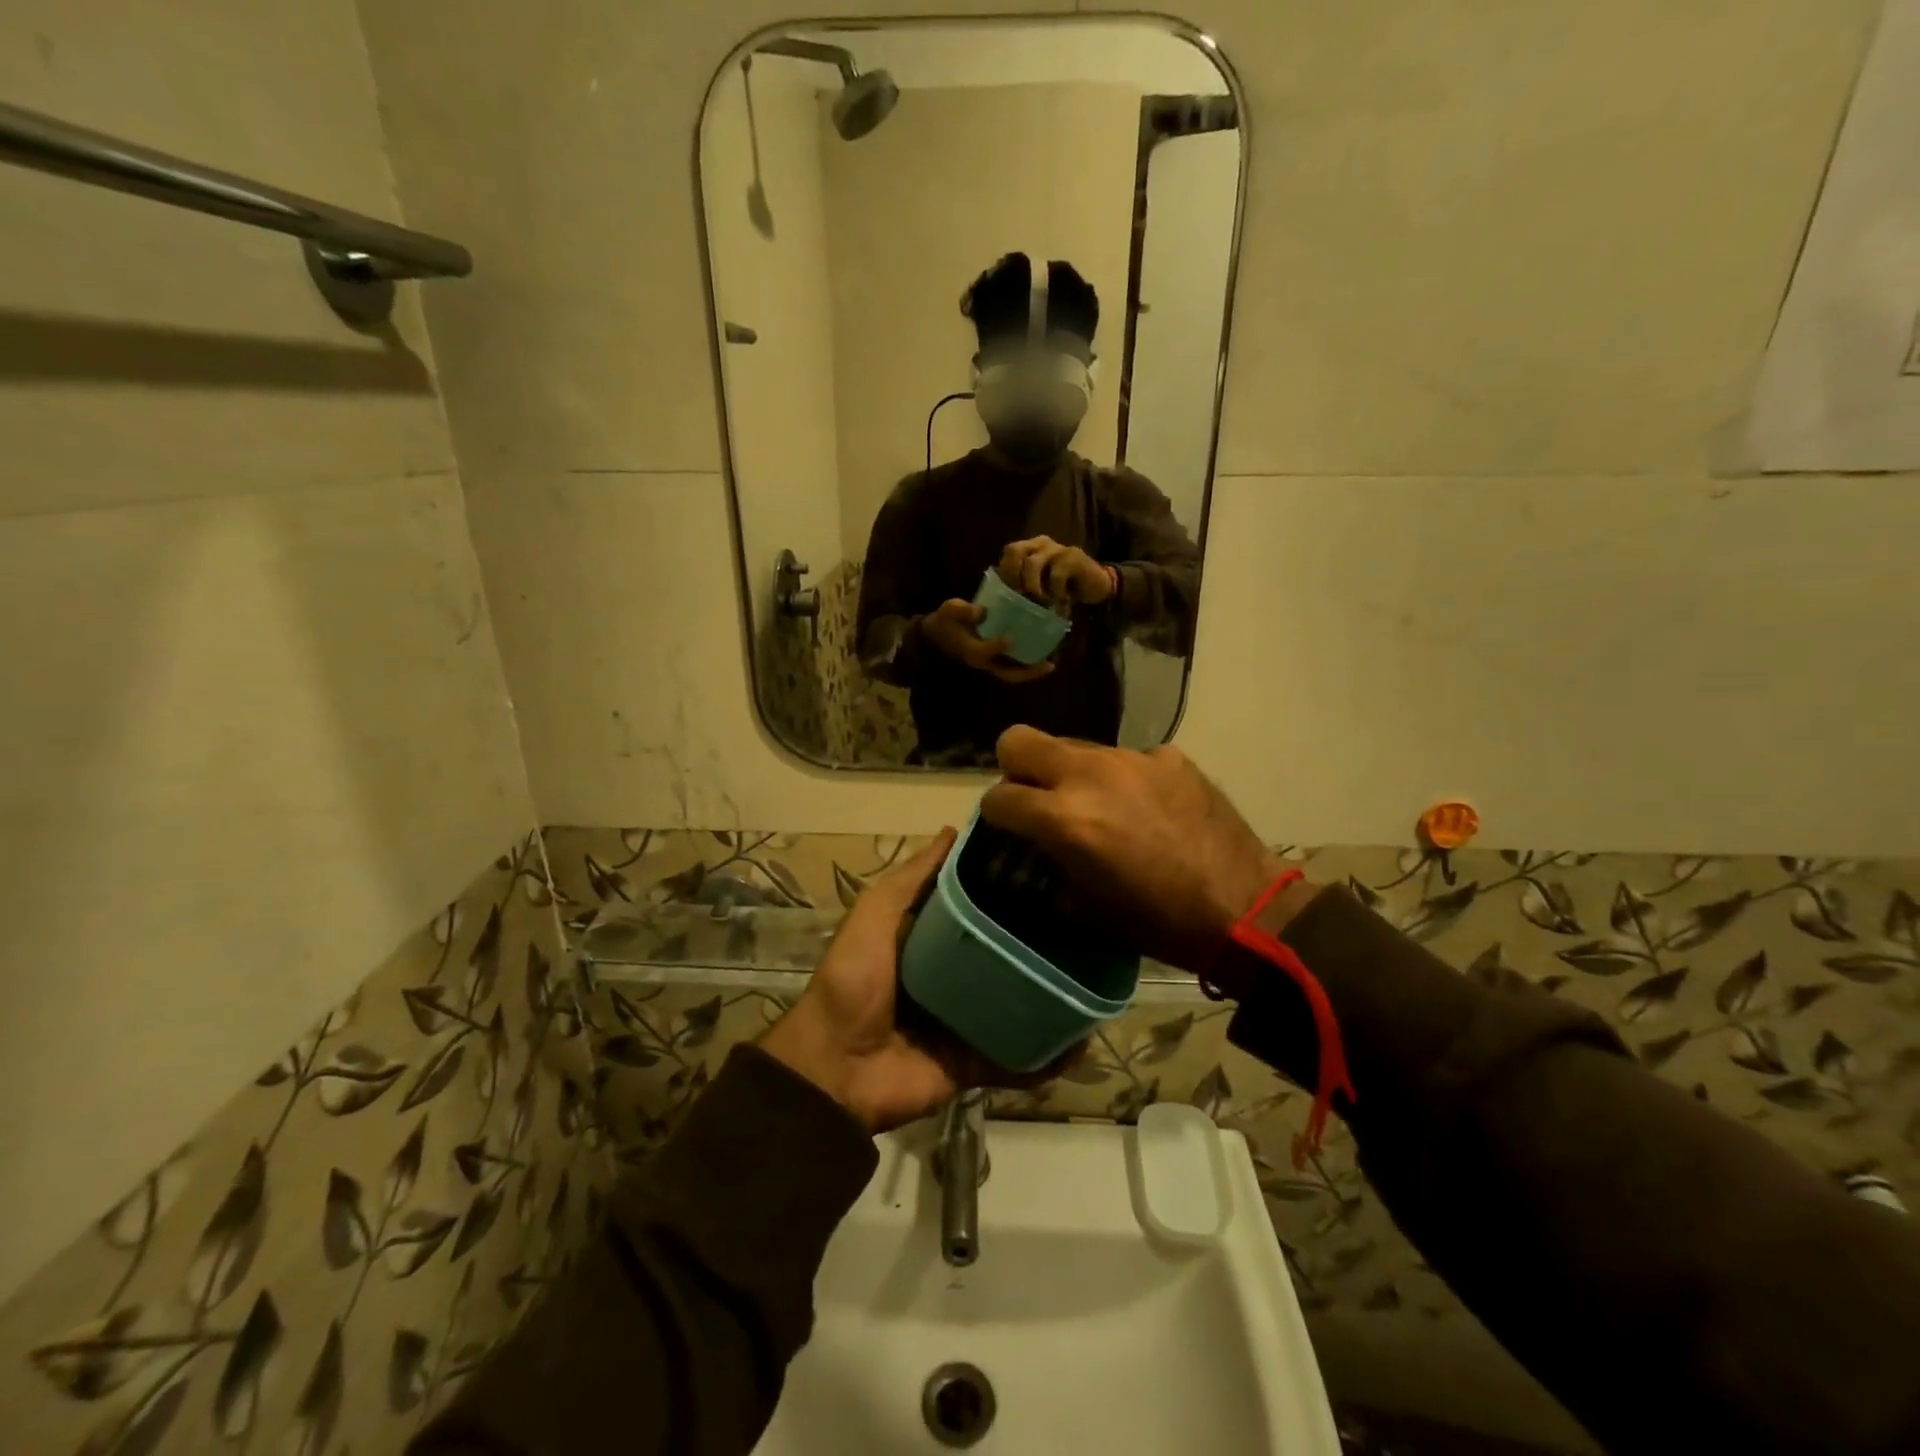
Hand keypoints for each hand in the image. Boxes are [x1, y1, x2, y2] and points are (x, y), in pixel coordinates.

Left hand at [764, 830, 1076, 1131]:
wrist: (836, 1068)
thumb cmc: (854, 978)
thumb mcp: (877, 913)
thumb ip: (913, 877)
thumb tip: (953, 829)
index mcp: (930, 939)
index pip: (978, 906)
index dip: (1007, 887)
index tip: (1050, 866)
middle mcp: (953, 976)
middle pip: (1004, 952)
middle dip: (1040, 940)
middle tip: (1089, 920)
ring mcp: (967, 1021)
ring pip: (1020, 1002)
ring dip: (1053, 994)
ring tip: (1099, 975)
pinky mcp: (976, 1062)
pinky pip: (1019, 1057)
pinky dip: (1049, 1053)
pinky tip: (1084, 1038)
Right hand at [920, 598, 1054, 684]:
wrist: (936, 635)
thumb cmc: (945, 621)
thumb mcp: (949, 611)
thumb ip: (962, 611)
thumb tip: (981, 612)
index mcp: (971, 650)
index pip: (985, 652)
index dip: (998, 646)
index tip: (1010, 637)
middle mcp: (983, 661)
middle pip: (1008, 674)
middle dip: (1028, 672)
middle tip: (1049, 665)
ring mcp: (989, 664)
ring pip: (1012, 674)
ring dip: (1031, 672)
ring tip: (1050, 664)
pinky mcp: (993, 660)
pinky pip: (1012, 668)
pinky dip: (1026, 665)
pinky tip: (1041, 655)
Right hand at [980, 726, 1315, 972]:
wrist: (1244, 908)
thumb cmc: (1158, 922)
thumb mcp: (1085, 906)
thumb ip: (1052, 861)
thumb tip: (1043, 843)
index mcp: (1064, 818)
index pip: (998, 796)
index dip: (996, 814)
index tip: (1008, 827)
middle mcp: (1089, 775)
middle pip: (1019, 740)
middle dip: (1015, 768)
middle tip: (1036, 797)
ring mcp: (1132, 758)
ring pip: (1075, 747)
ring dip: (1074, 773)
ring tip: (1101, 806)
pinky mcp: (1169, 756)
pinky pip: (1127, 759)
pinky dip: (1124, 779)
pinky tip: (1147, 808)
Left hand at [998, 536, 1114, 605]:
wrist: (1096, 586)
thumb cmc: (1063, 589)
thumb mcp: (1040, 587)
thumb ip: (1023, 585)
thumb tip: (1002, 599)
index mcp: (1030, 548)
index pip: (1009, 552)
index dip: (1005, 573)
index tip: (1009, 595)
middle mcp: (1041, 543)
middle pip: (1015, 550)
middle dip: (1013, 575)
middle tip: (1020, 595)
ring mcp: (1057, 548)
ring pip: (1032, 563)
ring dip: (1033, 587)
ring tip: (1041, 602)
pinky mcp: (1073, 557)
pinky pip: (1055, 575)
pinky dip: (1055, 592)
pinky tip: (1061, 602)